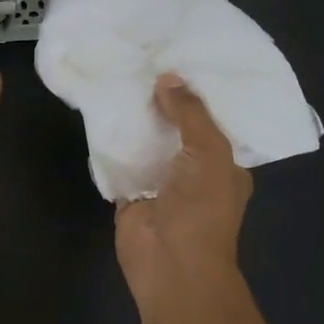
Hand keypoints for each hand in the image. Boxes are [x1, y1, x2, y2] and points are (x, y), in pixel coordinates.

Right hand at [115, 74, 251, 308]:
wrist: (170, 264)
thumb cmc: (202, 209)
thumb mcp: (210, 152)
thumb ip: (190, 114)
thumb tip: (167, 78)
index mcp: (224, 163)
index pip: (213, 121)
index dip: (198, 93)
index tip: (181, 59)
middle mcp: (193, 170)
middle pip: (176, 128)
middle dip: (163, 102)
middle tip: (144, 61)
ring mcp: (159, 182)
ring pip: (146, 142)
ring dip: (135, 120)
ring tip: (119, 77)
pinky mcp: (130, 193)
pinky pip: (119, 161)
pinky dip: (111, 143)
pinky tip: (100, 112)